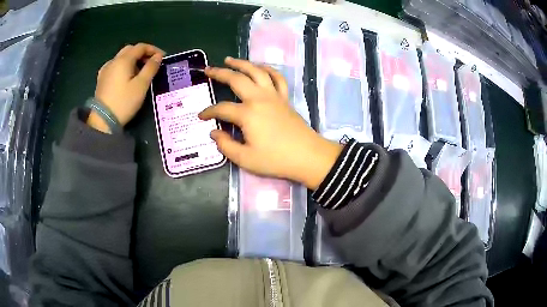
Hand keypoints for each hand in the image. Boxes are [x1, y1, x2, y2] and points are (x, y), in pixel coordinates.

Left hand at [88, 43, 164, 132]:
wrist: (103, 121)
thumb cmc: (124, 102)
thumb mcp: (141, 85)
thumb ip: (151, 68)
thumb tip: (158, 57)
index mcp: (123, 60)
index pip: (141, 47)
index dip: (153, 49)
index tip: (162, 57)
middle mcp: (113, 61)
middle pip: (130, 50)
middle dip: (142, 53)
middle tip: (151, 63)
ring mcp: (105, 70)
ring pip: (122, 58)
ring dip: (133, 60)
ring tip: (140, 72)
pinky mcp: (101, 79)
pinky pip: (115, 66)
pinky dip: (123, 67)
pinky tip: (126, 77)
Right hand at [199, 57, 341, 189]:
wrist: (308, 156)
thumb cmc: (276, 159)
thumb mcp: (245, 159)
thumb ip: (225, 145)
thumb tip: (214, 133)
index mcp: (247, 114)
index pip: (221, 109)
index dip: (208, 112)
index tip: (201, 116)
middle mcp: (259, 99)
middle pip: (236, 79)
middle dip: (219, 73)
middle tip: (208, 70)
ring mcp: (274, 96)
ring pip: (256, 71)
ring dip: (242, 63)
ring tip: (229, 59)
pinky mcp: (285, 98)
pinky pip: (277, 78)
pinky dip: (267, 69)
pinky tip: (260, 67)